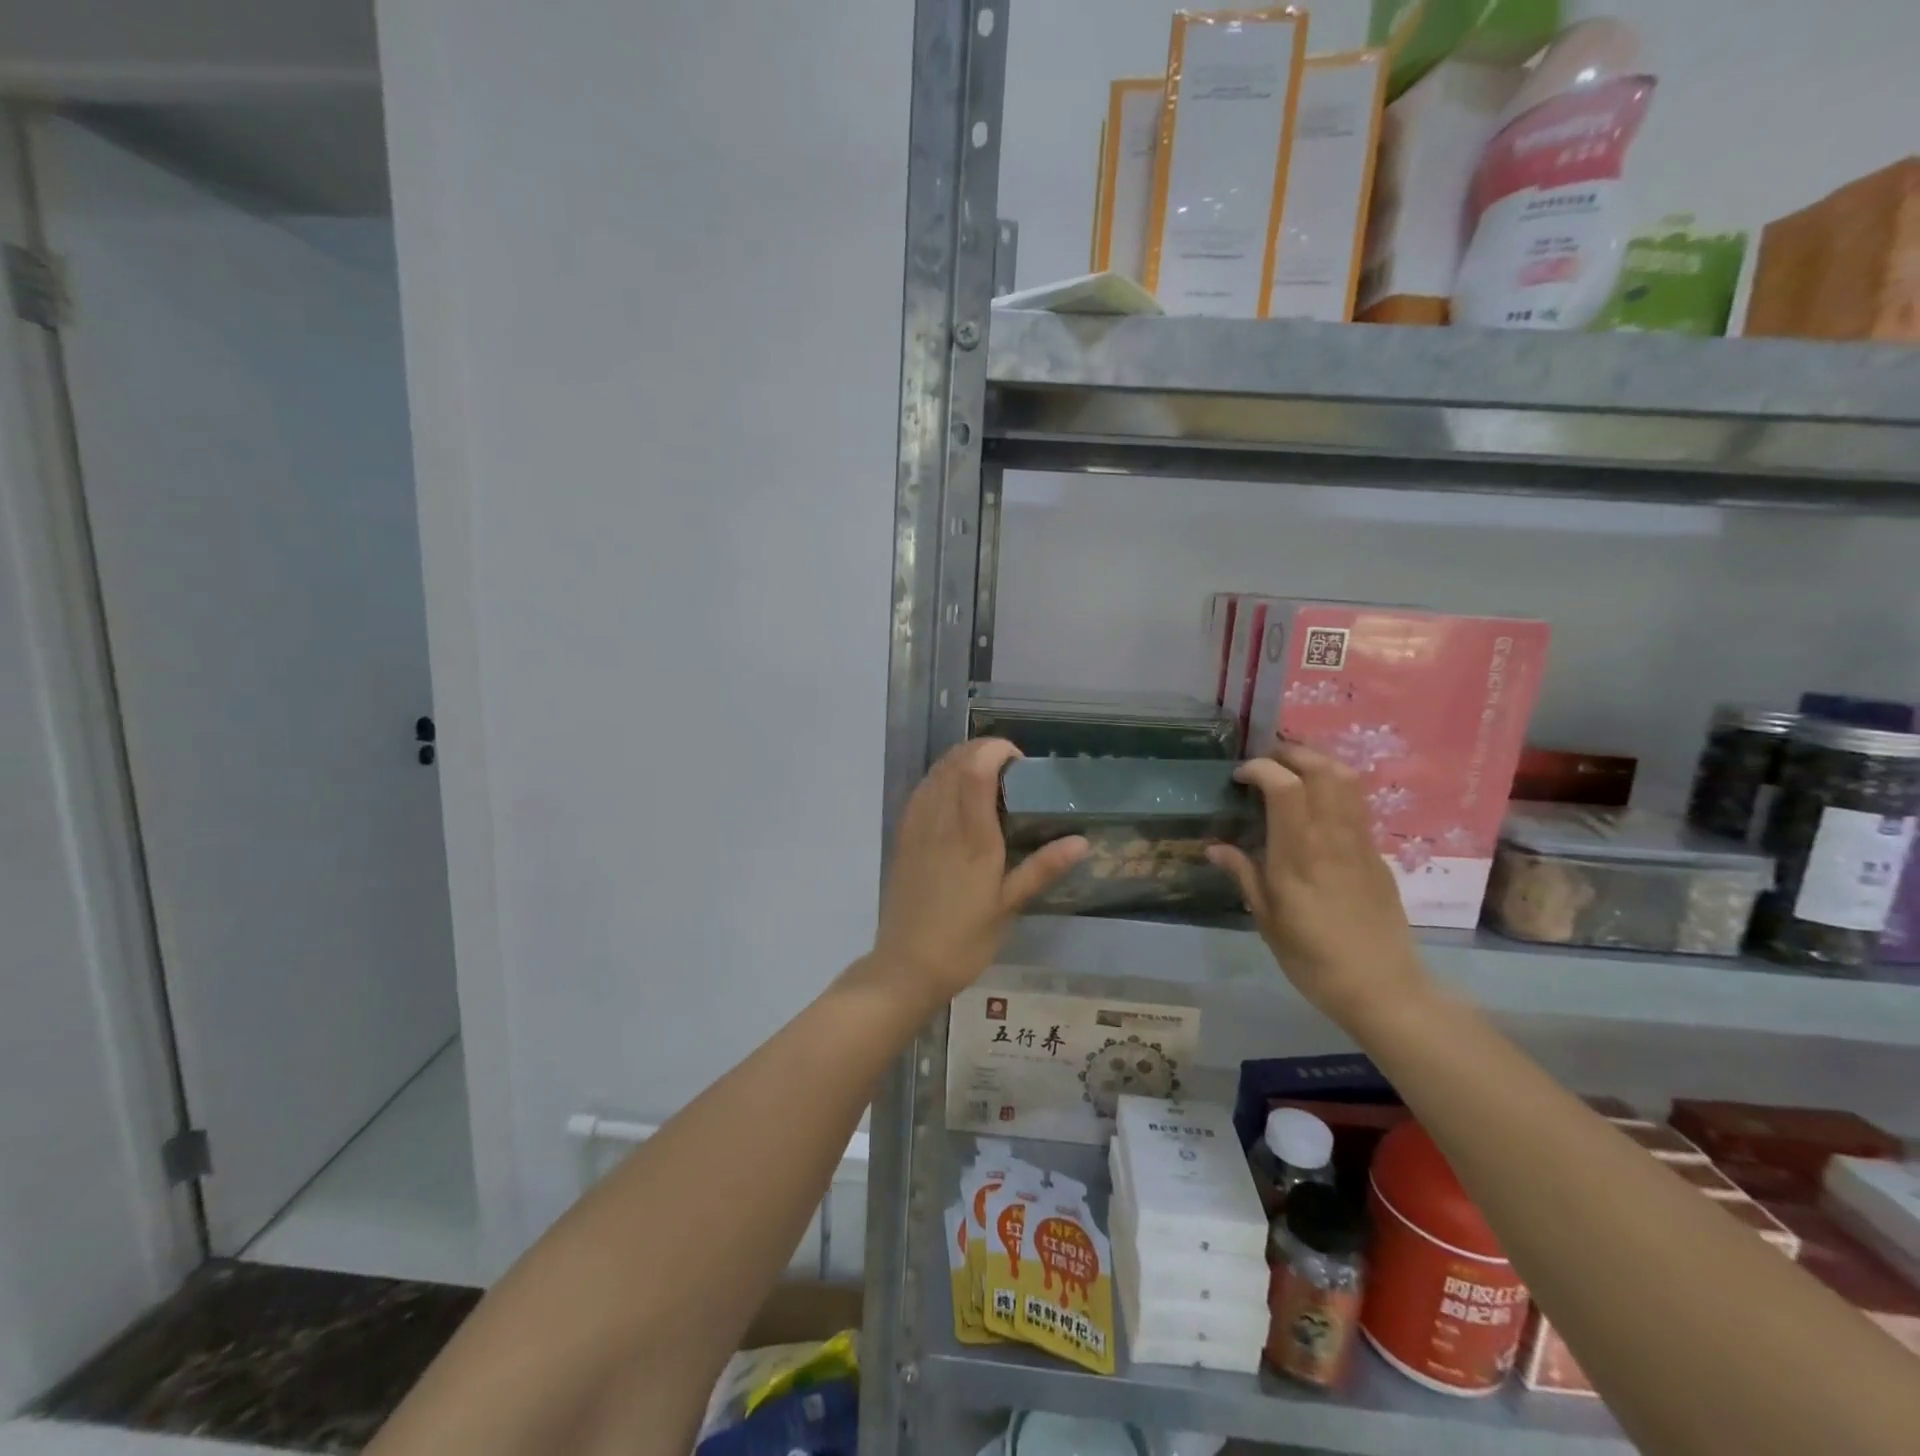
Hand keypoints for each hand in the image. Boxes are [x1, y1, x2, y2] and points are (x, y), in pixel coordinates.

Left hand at [867, 739, 1087, 1008]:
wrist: (906, 966)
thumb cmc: (964, 940)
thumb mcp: (1009, 906)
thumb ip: (1042, 868)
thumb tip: (1082, 841)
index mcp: (971, 836)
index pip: (976, 769)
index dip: (995, 750)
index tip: (1019, 760)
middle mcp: (941, 822)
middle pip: (954, 762)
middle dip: (980, 750)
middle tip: (1008, 768)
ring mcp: (917, 827)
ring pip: (935, 773)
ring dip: (959, 761)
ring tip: (985, 776)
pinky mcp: (903, 837)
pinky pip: (920, 791)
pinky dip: (939, 778)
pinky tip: (954, 793)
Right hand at [1207, 742, 1430, 1029]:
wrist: (1383, 989)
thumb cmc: (1313, 959)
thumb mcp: (1267, 920)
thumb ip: (1243, 875)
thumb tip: (1215, 847)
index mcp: (1299, 854)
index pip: (1285, 786)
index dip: (1260, 768)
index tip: (1239, 777)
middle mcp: (1332, 838)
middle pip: (1322, 769)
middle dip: (1291, 753)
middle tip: (1265, 763)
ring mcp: (1360, 843)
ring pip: (1346, 781)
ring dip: (1316, 763)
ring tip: (1291, 772)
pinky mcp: (1376, 854)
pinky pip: (1356, 805)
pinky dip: (1333, 788)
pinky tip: (1315, 806)